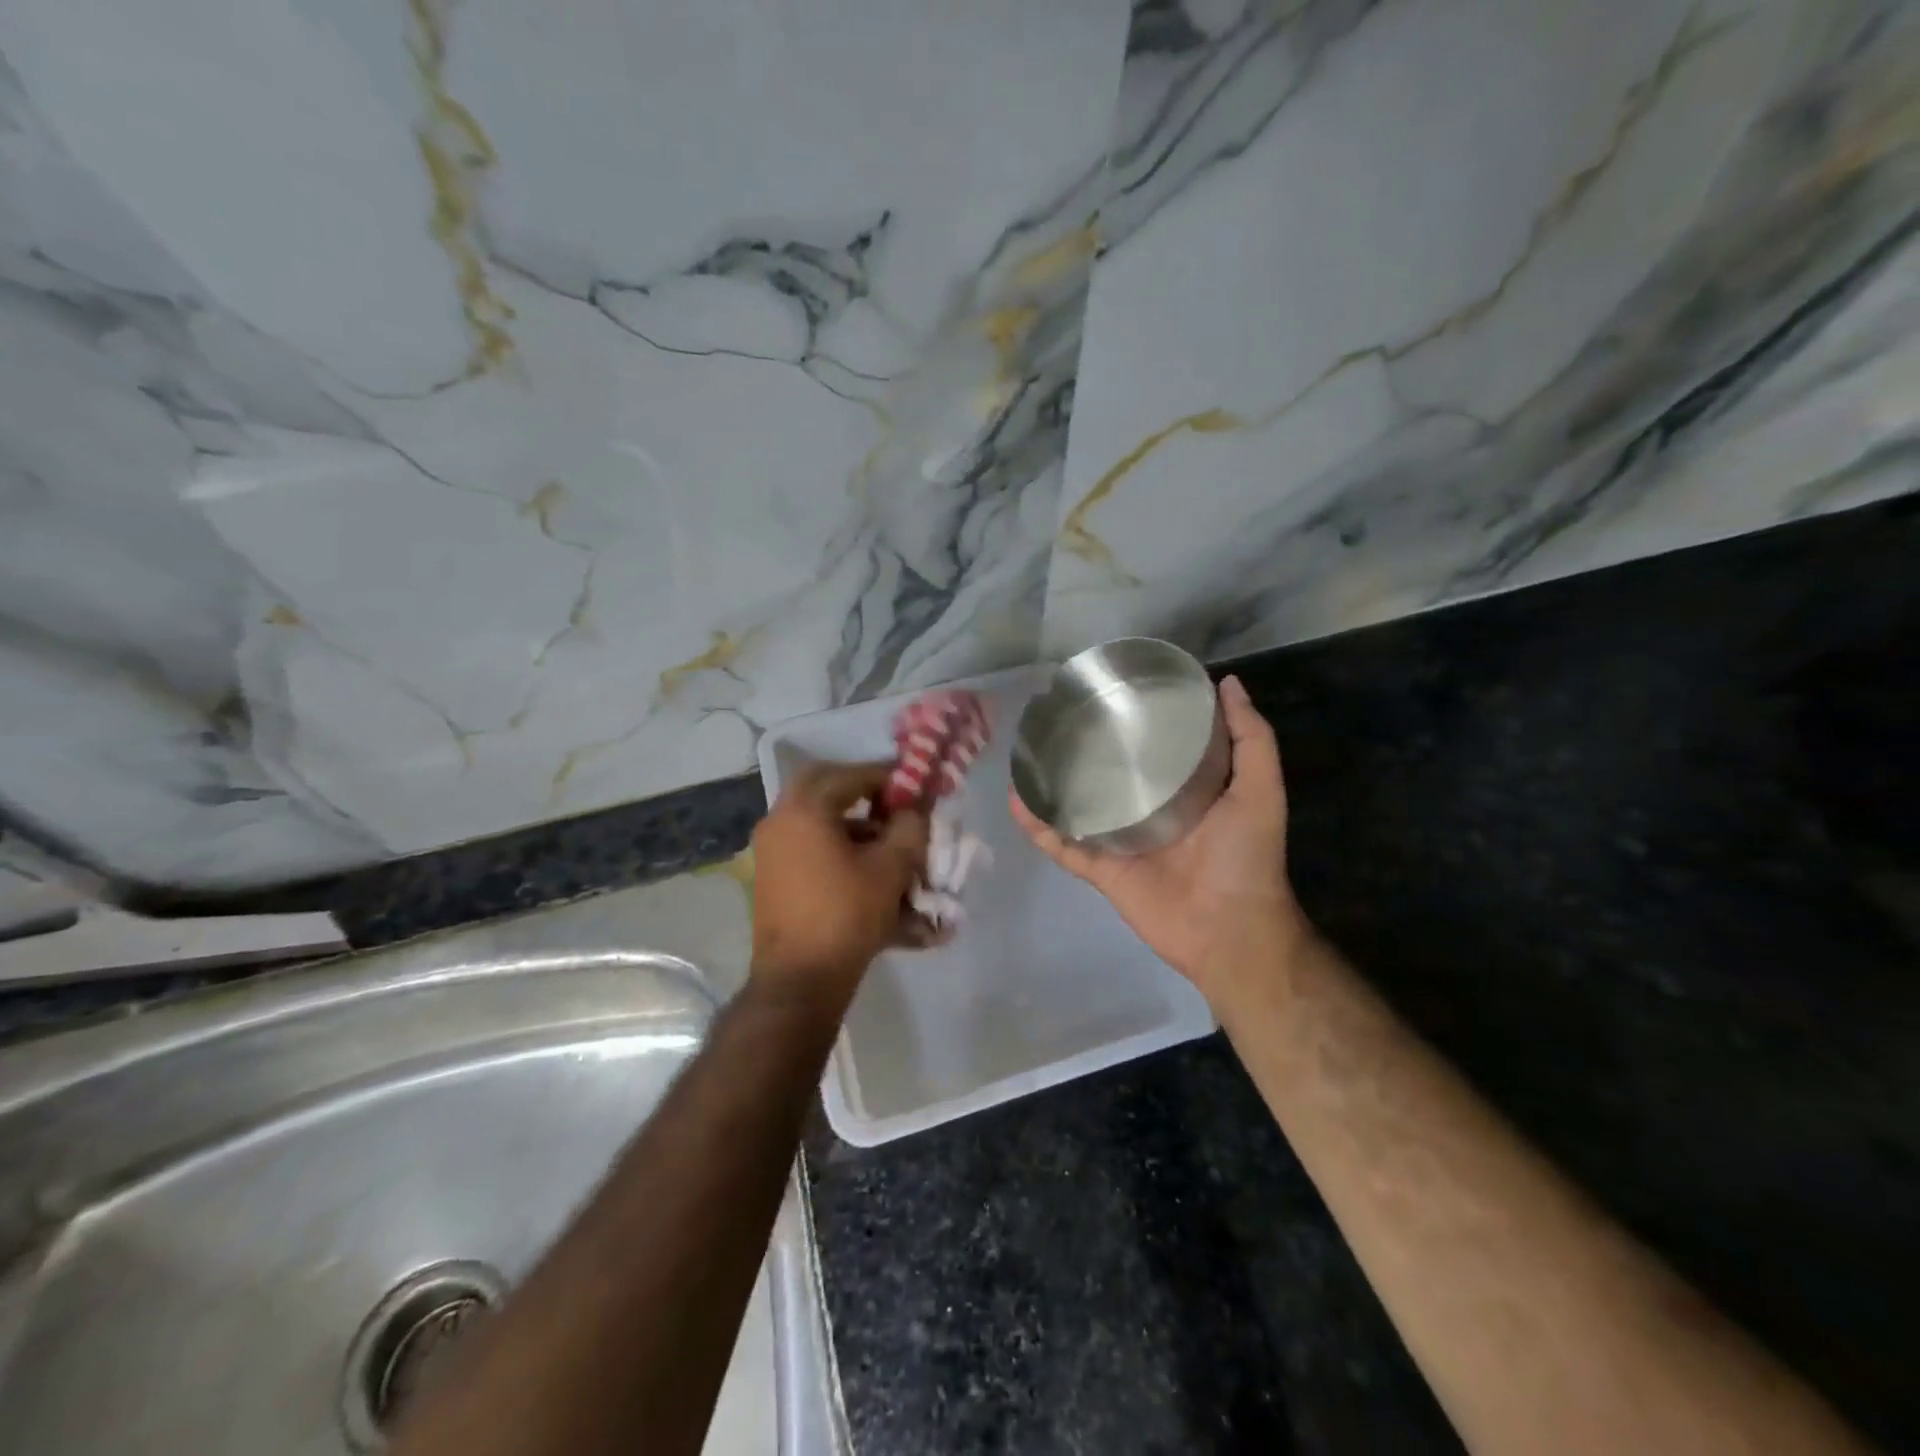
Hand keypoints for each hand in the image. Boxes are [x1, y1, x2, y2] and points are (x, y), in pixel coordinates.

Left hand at [750, 760, 928, 1001]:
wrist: (799, 980)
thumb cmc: (846, 916)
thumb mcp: (890, 869)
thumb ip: (909, 829)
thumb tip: (914, 810)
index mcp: (805, 810)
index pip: (850, 775)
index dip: (886, 776)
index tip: (913, 785)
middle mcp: (780, 821)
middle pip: (824, 786)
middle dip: (861, 789)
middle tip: (892, 801)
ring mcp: (771, 850)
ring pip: (816, 818)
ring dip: (852, 822)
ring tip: (888, 841)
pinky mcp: (773, 877)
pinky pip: (809, 847)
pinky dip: (838, 847)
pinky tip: (869, 869)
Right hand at [1010, 675, 1309, 1005]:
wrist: (1230, 931)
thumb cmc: (1247, 858)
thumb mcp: (1260, 790)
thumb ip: (1252, 739)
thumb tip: (1227, 683)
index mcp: (1184, 790)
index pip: (1154, 748)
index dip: (1136, 721)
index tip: (1113, 689)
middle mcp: (1148, 810)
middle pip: (1109, 774)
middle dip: (1086, 749)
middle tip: (1057, 716)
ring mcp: (1121, 841)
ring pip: (1078, 806)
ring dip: (1052, 784)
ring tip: (1026, 753)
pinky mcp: (1101, 869)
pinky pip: (1064, 845)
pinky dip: (1038, 827)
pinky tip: (1017, 801)